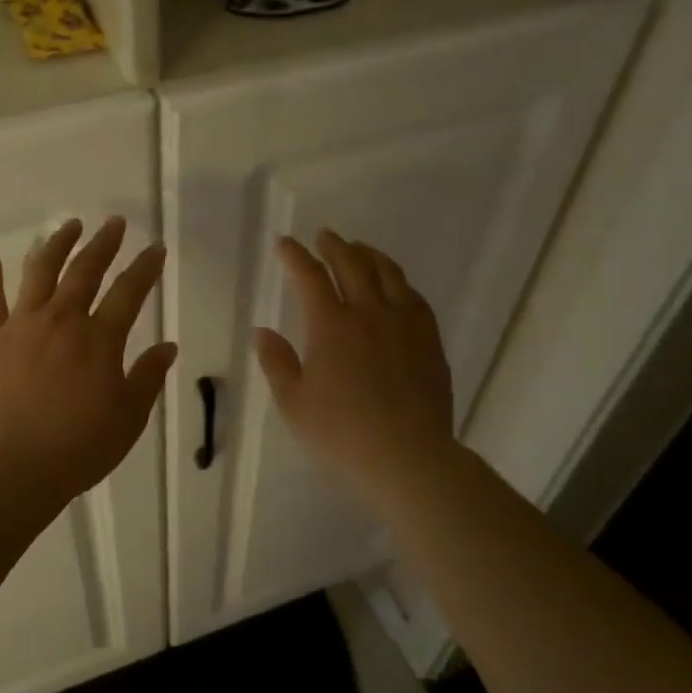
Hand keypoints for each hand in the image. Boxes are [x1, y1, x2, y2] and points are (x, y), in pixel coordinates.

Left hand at [0, 216, 177, 499]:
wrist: (13, 469)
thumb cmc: (79, 447)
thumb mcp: (128, 417)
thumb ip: (148, 377)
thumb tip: (168, 346)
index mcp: (100, 339)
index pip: (129, 292)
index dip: (145, 267)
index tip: (155, 247)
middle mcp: (61, 321)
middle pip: (85, 271)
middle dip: (103, 243)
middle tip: (113, 223)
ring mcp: (21, 327)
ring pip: (39, 273)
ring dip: (56, 245)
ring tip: (68, 226)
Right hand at [254, 230, 456, 509]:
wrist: (407, 456)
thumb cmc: (341, 434)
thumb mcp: (294, 403)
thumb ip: (277, 362)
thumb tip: (262, 331)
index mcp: (331, 326)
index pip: (310, 277)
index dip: (295, 255)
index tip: (284, 243)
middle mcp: (369, 314)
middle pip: (353, 265)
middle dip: (335, 246)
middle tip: (325, 235)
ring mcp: (405, 325)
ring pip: (389, 274)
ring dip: (370, 255)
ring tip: (360, 249)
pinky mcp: (429, 341)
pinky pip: (414, 297)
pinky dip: (399, 282)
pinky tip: (396, 286)